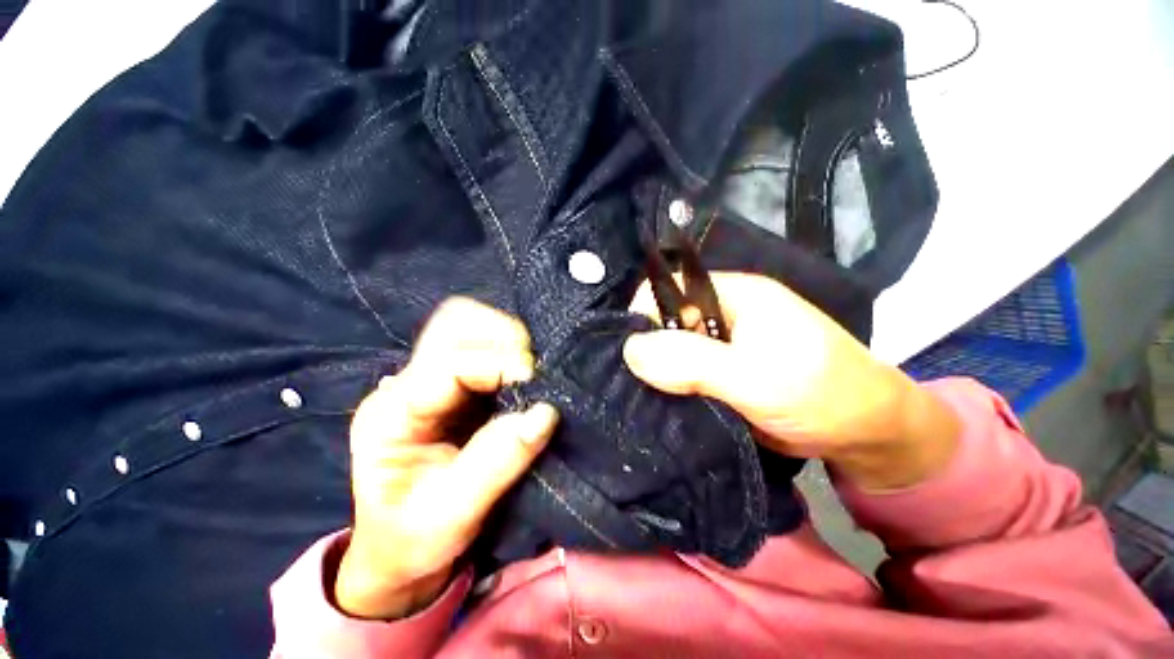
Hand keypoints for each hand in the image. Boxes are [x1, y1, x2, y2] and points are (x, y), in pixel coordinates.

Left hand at [336, 298, 558, 619]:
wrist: (400, 548)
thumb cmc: (414, 539)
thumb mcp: (451, 516)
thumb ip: (498, 463)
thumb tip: (545, 413)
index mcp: (392, 414)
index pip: (448, 364)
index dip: (496, 365)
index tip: (535, 382)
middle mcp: (407, 384)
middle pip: (452, 325)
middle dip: (500, 337)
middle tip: (533, 371)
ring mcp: (430, 378)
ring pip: (468, 325)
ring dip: (506, 338)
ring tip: (530, 370)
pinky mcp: (455, 383)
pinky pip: (484, 343)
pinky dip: (509, 347)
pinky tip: (524, 371)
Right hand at [623, 273, 958, 490]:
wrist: (866, 434)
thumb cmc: (821, 394)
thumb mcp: (755, 377)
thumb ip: (692, 362)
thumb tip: (630, 350)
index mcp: (730, 295)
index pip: (668, 291)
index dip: (642, 315)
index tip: (626, 354)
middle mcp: (720, 314)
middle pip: (664, 321)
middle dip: (646, 350)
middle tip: (629, 384)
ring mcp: (719, 345)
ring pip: (670, 351)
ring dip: (655, 373)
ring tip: (639, 398)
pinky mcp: (719, 373)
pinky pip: (681, 374)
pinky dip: (668, 388)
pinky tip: (656, 405)